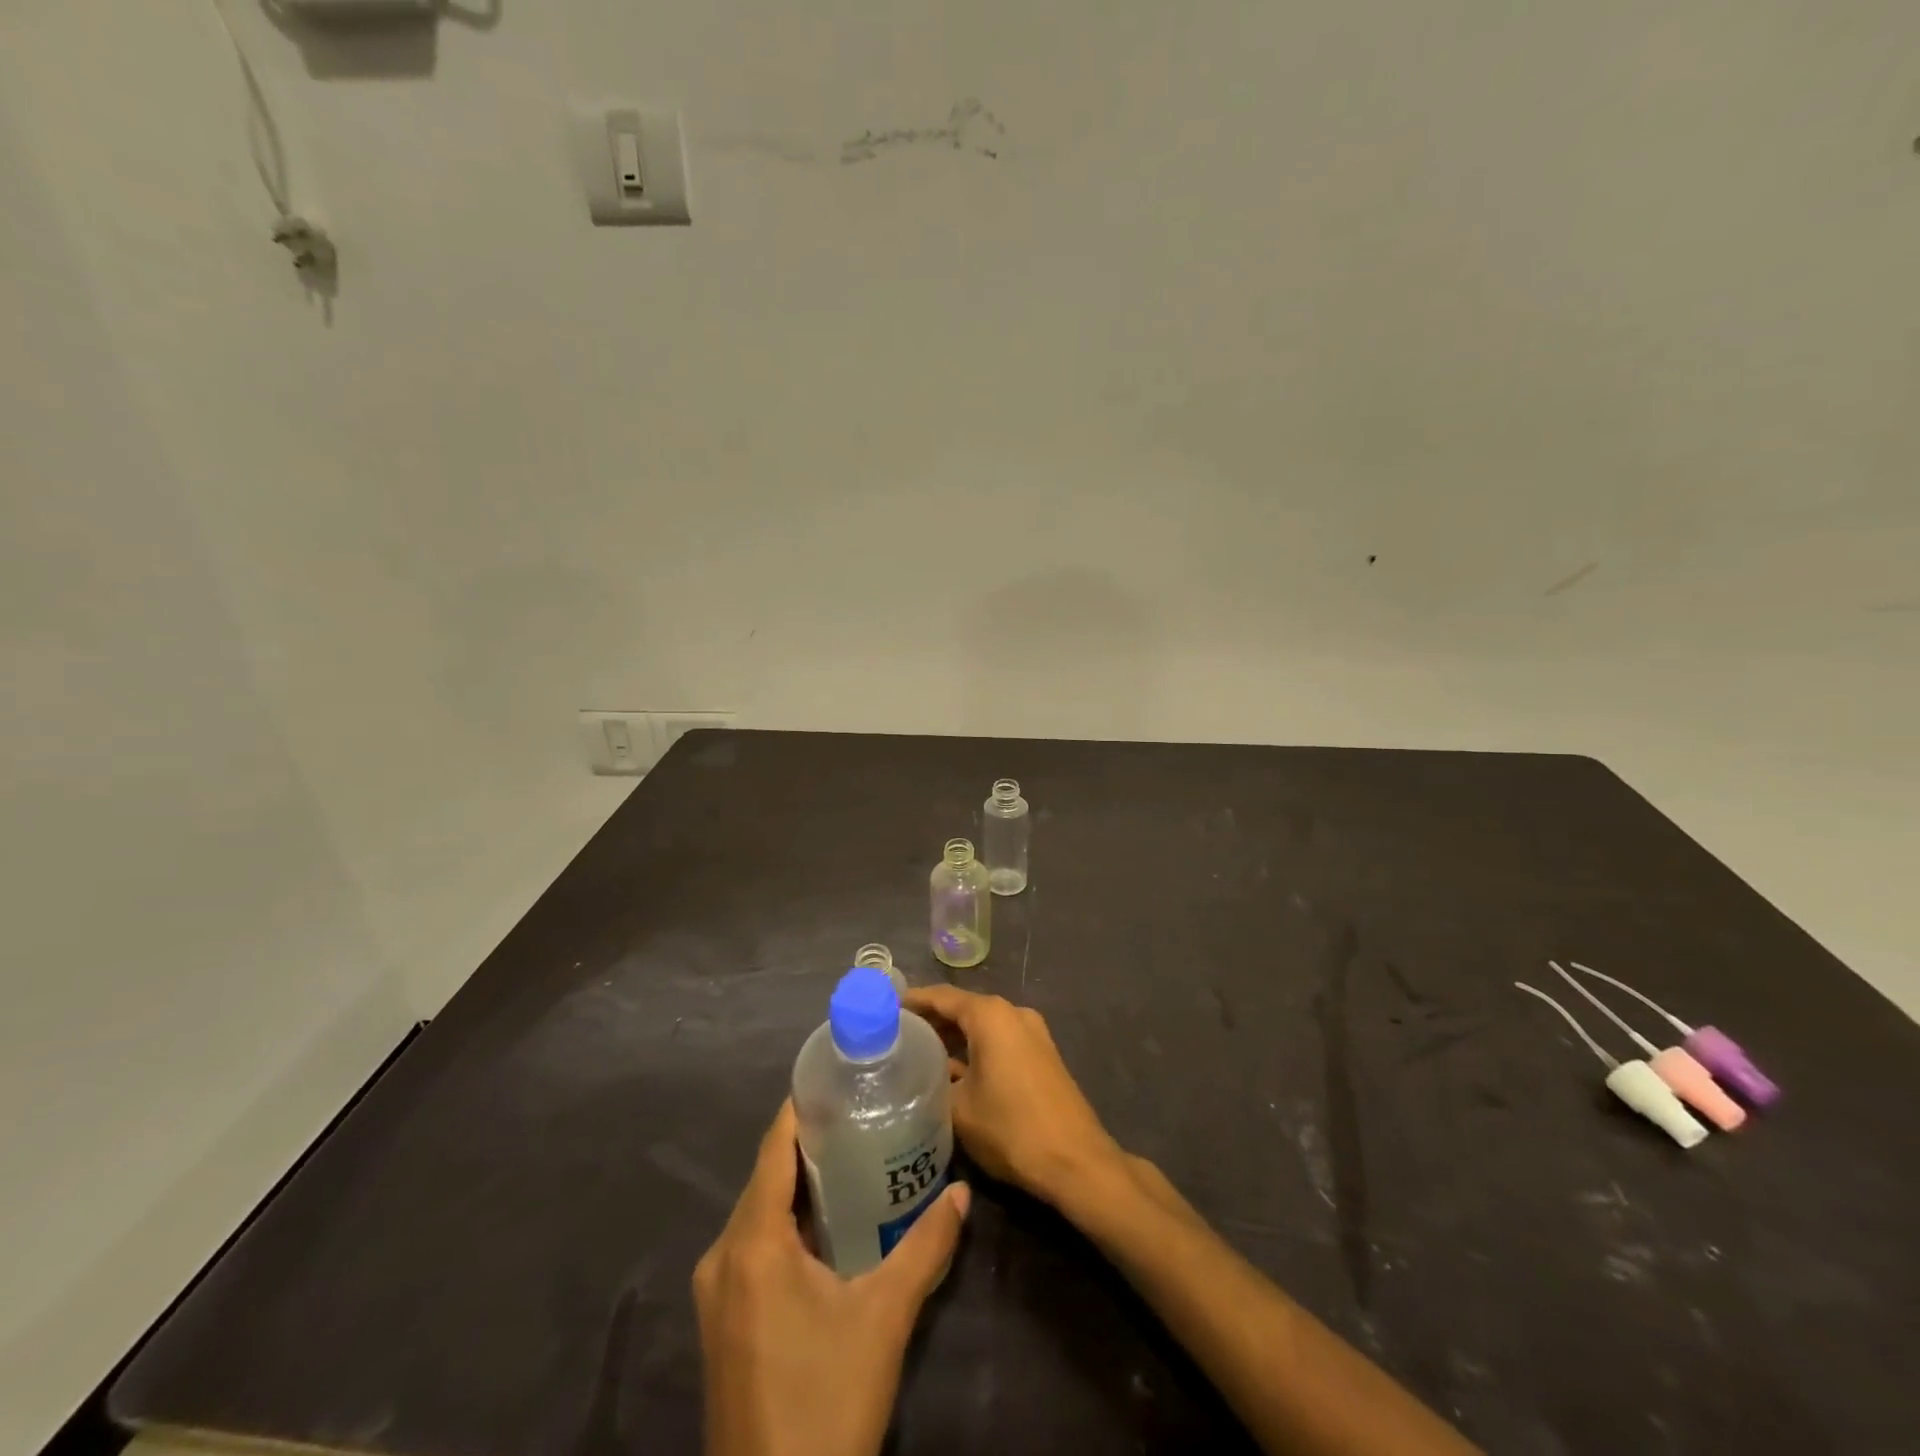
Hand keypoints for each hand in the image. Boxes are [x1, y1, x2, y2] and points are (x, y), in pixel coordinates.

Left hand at [693, 1101, 970, 1455]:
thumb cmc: (826, 1399)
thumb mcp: (884, 1317)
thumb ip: (926, 1248)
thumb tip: (962, 1192)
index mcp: (752, 1241)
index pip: (774, 1147)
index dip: (803, 1106)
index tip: (841, 1076)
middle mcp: (723, 1255)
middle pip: (767, 1176)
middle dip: (811, 1142)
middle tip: (863, 1113)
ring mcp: (716, 1292)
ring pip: (760, 1211)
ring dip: (801, 1184)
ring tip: (854, 1156)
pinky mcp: (722, 1320)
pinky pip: (753, 1245)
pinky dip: (788, 1220)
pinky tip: (828, 1224)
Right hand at [903, 985, 1124, 1208]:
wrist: (1075, 1161)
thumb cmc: (1011, 1128)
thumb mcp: (958, 1108)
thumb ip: (933, 1082)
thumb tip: (919, 1075)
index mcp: (990, 1015)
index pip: (941, 996)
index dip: (911, 1001)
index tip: (883, 1010)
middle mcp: (1012, 1013)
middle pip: (963, 1008)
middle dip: (931, 1020)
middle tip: (895, 1035)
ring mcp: (1032, 1033)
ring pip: (982, 1026)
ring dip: (953, 1037)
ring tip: (917, 1054)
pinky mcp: (1041, 1055)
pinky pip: (999, 1041)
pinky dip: (975, 1049)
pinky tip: (953, 1071)